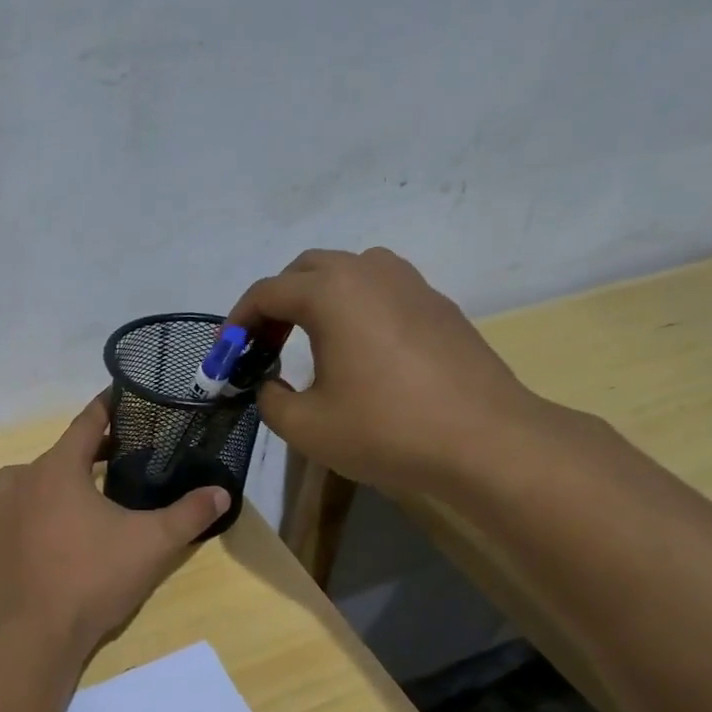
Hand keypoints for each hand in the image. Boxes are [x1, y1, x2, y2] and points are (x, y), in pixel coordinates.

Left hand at [0, 398, 229, 652]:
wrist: (32, 638)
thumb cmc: (93, 580)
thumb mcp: (151, 545)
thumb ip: (189, 515)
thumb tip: (222, 492)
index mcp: (57, 469)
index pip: (86, 423)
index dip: (106, 409)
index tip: (118, 400)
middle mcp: (18, 480)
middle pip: (56, 458)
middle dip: (82, 459)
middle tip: (110, 468)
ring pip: (22, 487)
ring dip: (45, 490)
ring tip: (70, 509)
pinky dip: (17, 523)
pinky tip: (33, 541)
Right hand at [227, 248, 543, 490]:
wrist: (485, 441)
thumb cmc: (386, 430)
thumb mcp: (305, 426)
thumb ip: (270, 399)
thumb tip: (272, 385)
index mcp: (331, 293)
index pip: (267, 292)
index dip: (237, 322)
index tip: (226, 354)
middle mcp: (370, 273)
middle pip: (305, 270)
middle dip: (275, 304)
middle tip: (263, 347)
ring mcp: (411, 284)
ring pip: (348, 271)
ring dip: (317, 297)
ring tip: (309, 340)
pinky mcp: (439, 305)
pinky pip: (382, 289)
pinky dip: (354, 307)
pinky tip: (358, 351)